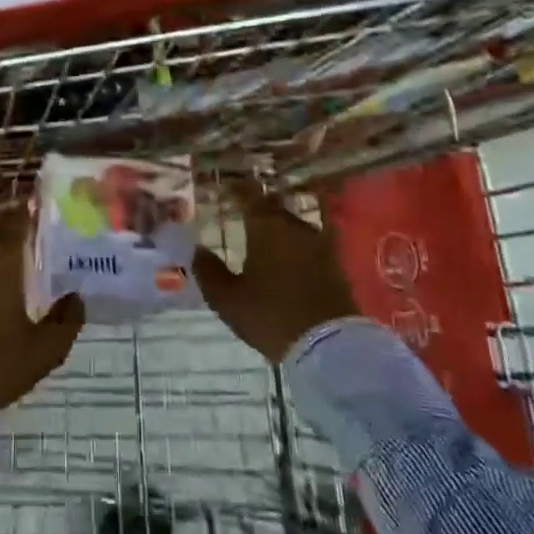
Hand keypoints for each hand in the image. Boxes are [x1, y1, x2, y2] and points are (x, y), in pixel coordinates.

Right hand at [193, 183, 357, 362]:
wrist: (329, 346)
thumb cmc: (270, 315)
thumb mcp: (227, 298)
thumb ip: (209, 271)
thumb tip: (198, 249)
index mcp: (266, 226)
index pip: (250, 195)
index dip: (236, 189)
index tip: (225, 187)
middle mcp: (295, 227)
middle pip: (274, 208)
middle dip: (258, 208)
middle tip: (241, 214)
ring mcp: (320, 245)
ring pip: (293, 226)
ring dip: (278, 228)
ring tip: (263, 238)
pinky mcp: (335, 265)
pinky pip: (308, 245)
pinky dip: (294, 247)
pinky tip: (286, 260)